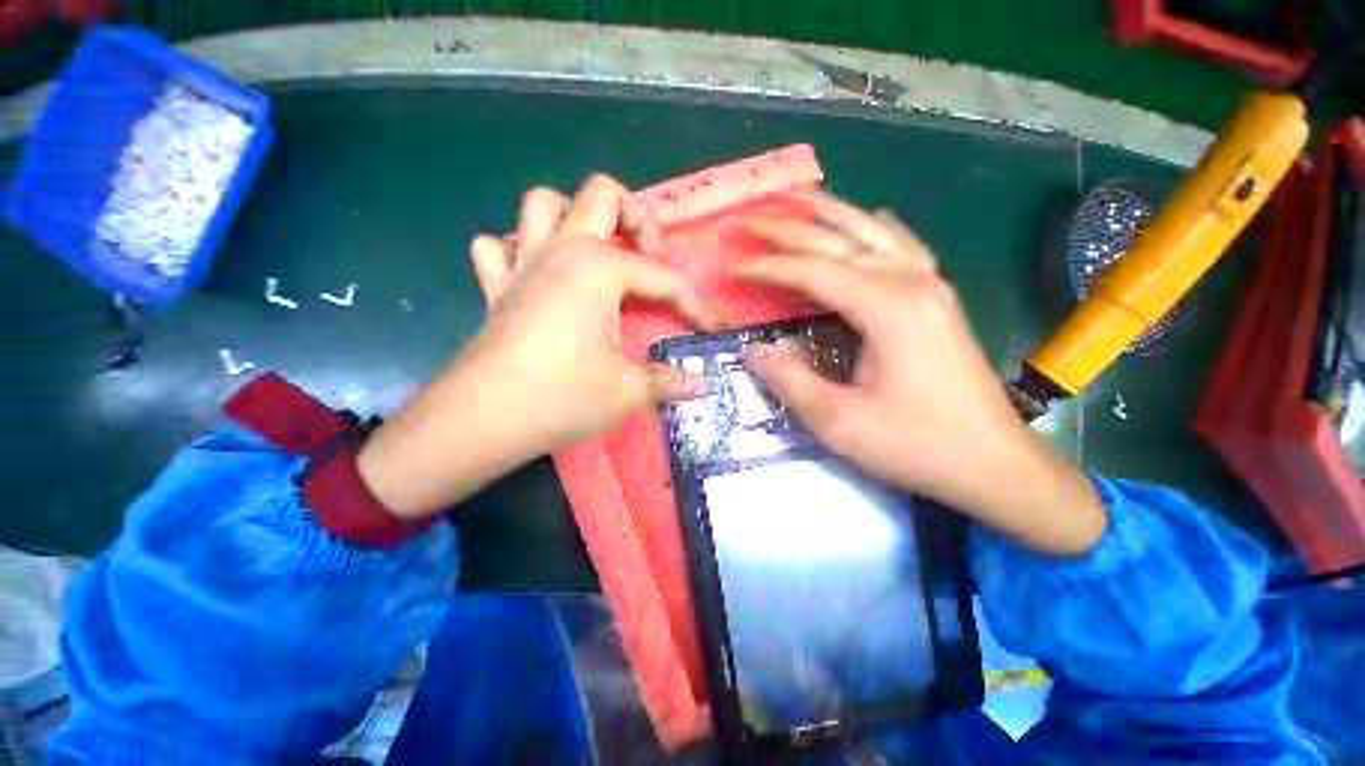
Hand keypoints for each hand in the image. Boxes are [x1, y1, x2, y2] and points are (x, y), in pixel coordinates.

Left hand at [358, 175, 714, 517]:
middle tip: (650, 258)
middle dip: (637, 219)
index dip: (695, 304)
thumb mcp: (629, 390)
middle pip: (602, 195)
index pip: (664, 278)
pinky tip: (537, 276)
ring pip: (543, 203)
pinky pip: (499, 247)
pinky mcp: (495, 288)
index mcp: (599, 268)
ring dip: (573, 218)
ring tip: (595, 254)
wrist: (482, 420)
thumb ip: (669, 381)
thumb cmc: (563, 397)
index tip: (712, 328)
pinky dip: (518, 250)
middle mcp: (561, 250)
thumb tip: (701, 385)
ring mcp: (522, 264)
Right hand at [734, 192, 1105, 554]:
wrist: (995, 464)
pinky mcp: (939, 300)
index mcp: (886, 306)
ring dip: (832, 213)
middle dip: (789, 227)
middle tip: (749, 219)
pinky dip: (879, 229)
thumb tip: (755, 351)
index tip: (732, 266)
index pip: (813, 270)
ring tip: (798, 199)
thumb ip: (791, 381)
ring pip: (873, 233)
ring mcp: (931, 286)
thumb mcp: (840, 422)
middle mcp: (910, 281)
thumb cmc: (916, 444)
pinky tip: (871, 217)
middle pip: (840, 239)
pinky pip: (904, 248)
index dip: (767, 267)